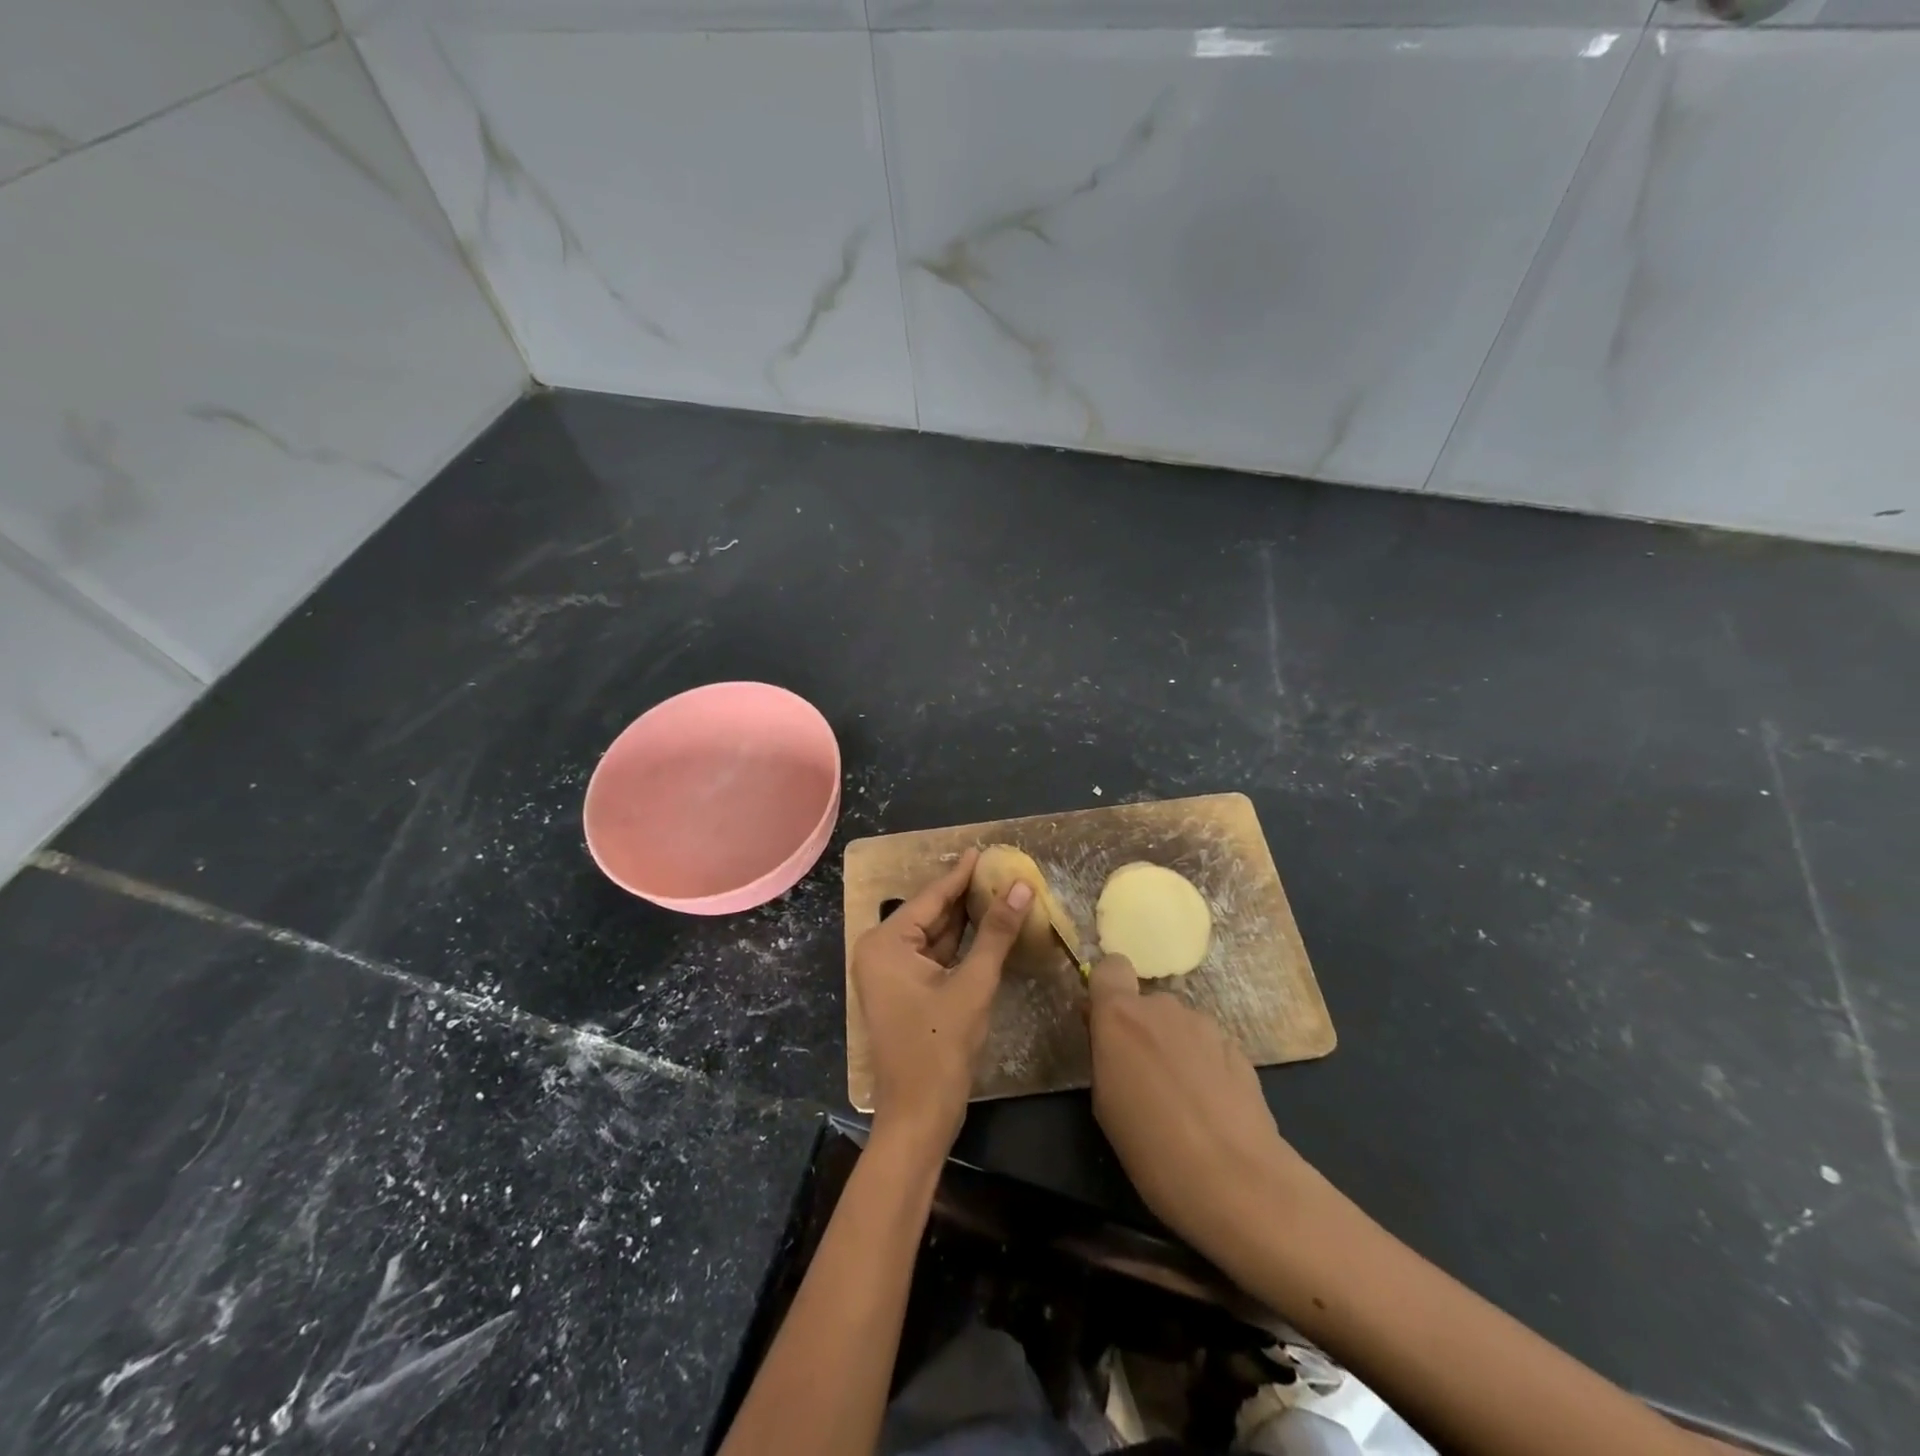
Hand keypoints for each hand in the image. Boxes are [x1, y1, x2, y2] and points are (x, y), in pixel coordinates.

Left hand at [852, 848, 1030, 1152]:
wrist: (919, 1116)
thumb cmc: (941, 1047)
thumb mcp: (973, 984)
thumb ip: (996, 932)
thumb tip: (1021, 887)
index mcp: (885, 943)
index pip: (930, 897)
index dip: (961, 873)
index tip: (983, 850)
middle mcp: (881, 951)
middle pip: (930, 914)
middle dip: (965, 895)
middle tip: (999, 870)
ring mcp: (891, 973)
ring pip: (934, 935)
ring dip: (965, 919)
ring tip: (998, 890)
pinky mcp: (904, 991)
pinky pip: (934, 957)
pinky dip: (959, 944)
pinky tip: (987, 928)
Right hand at [1087, 955, 1319, 1263]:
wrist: (1237, 1181)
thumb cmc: (1151, 1147)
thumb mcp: (1105, 1103)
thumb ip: (1105, 1054)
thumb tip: (1110, 1035)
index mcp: (1121, 1015)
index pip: (1111, 967)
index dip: (1108, 988)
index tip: (1105, 1023)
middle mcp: (1163, 1007)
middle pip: (1146, 1004)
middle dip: (1142, 1031)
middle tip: (1142, 1079)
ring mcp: (1205, 1025)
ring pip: (1179, 1026)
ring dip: (1174, 1049)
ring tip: (1180, 1101)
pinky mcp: (1239, 1049)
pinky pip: (1208, 1047)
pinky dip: (1204, 1067)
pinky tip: (1210, 1110)